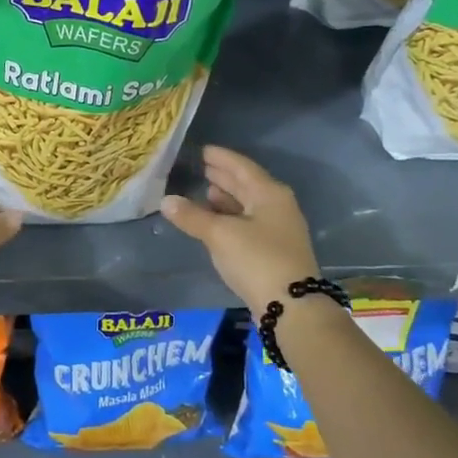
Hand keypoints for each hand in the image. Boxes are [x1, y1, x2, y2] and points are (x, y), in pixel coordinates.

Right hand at [161, 145, 319, 313]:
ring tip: (205, 191)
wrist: (291, 306)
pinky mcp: (273, 251)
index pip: (242, 167)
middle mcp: (278, 207)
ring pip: (248, 206)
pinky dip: (230, 218)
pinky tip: (215, 222)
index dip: (221, 158)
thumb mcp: (220, 235)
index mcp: (270, 194)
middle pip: (247, 185)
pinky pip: (248, 223)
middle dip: (224, 177)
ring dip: (227, 198)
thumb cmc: (257, 259)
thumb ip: (192, 216)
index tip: (203, 150)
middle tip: (202, 167)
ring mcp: (278, 230)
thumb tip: (166, 200)